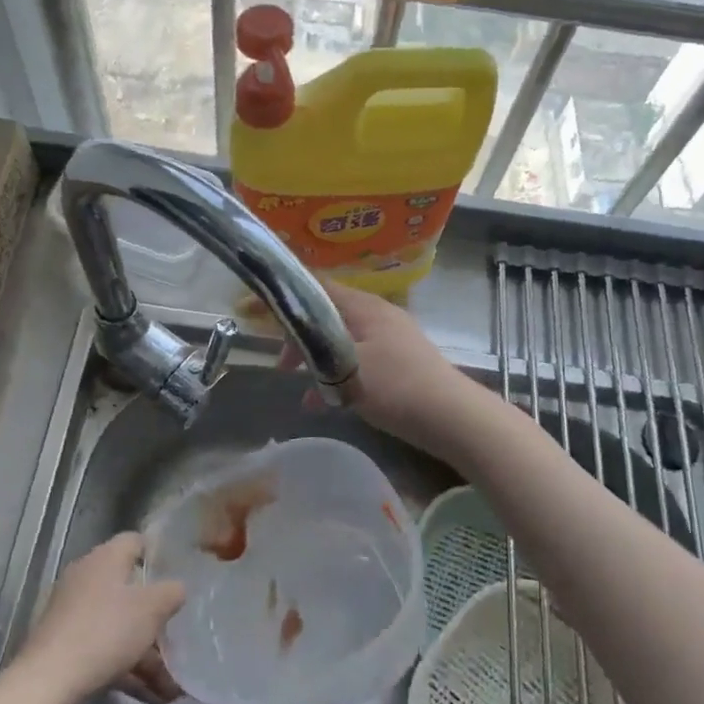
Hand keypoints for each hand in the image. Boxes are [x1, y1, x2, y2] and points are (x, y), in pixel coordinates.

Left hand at [14, 531, 185, 703]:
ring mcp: (72, 612)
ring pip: (119, 625)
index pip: (135, 541)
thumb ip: (172, 592)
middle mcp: (86, 577)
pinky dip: (127, 668)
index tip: (179, 576)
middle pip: (129, 589)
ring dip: (146, 654)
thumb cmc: (106, 631)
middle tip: (178, 634)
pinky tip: (151, 696)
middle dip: (156, 617)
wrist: (48, 681)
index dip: (158, 555)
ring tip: (172, 688)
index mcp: (106, 558)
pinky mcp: (64, 643)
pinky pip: (105, 648)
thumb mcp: (152, 609)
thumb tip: (176, 588)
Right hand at [281, 281, 493, 463]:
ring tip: (301, 389)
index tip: (251, 310)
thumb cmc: (395, 387)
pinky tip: (327, 403)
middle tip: (281, 365)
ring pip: (340, 340)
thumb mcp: (346, 365)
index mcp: (363, 306)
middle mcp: (377, 313)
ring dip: (316, 360)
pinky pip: (357, 358)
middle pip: (326, 314)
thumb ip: (316, 347)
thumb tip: (295, 338)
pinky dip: (337, 374)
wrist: (452, 416)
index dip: (281, 295)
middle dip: (297, 337)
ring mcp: (391, 337)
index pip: (314, 286)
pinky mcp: (399, 360)